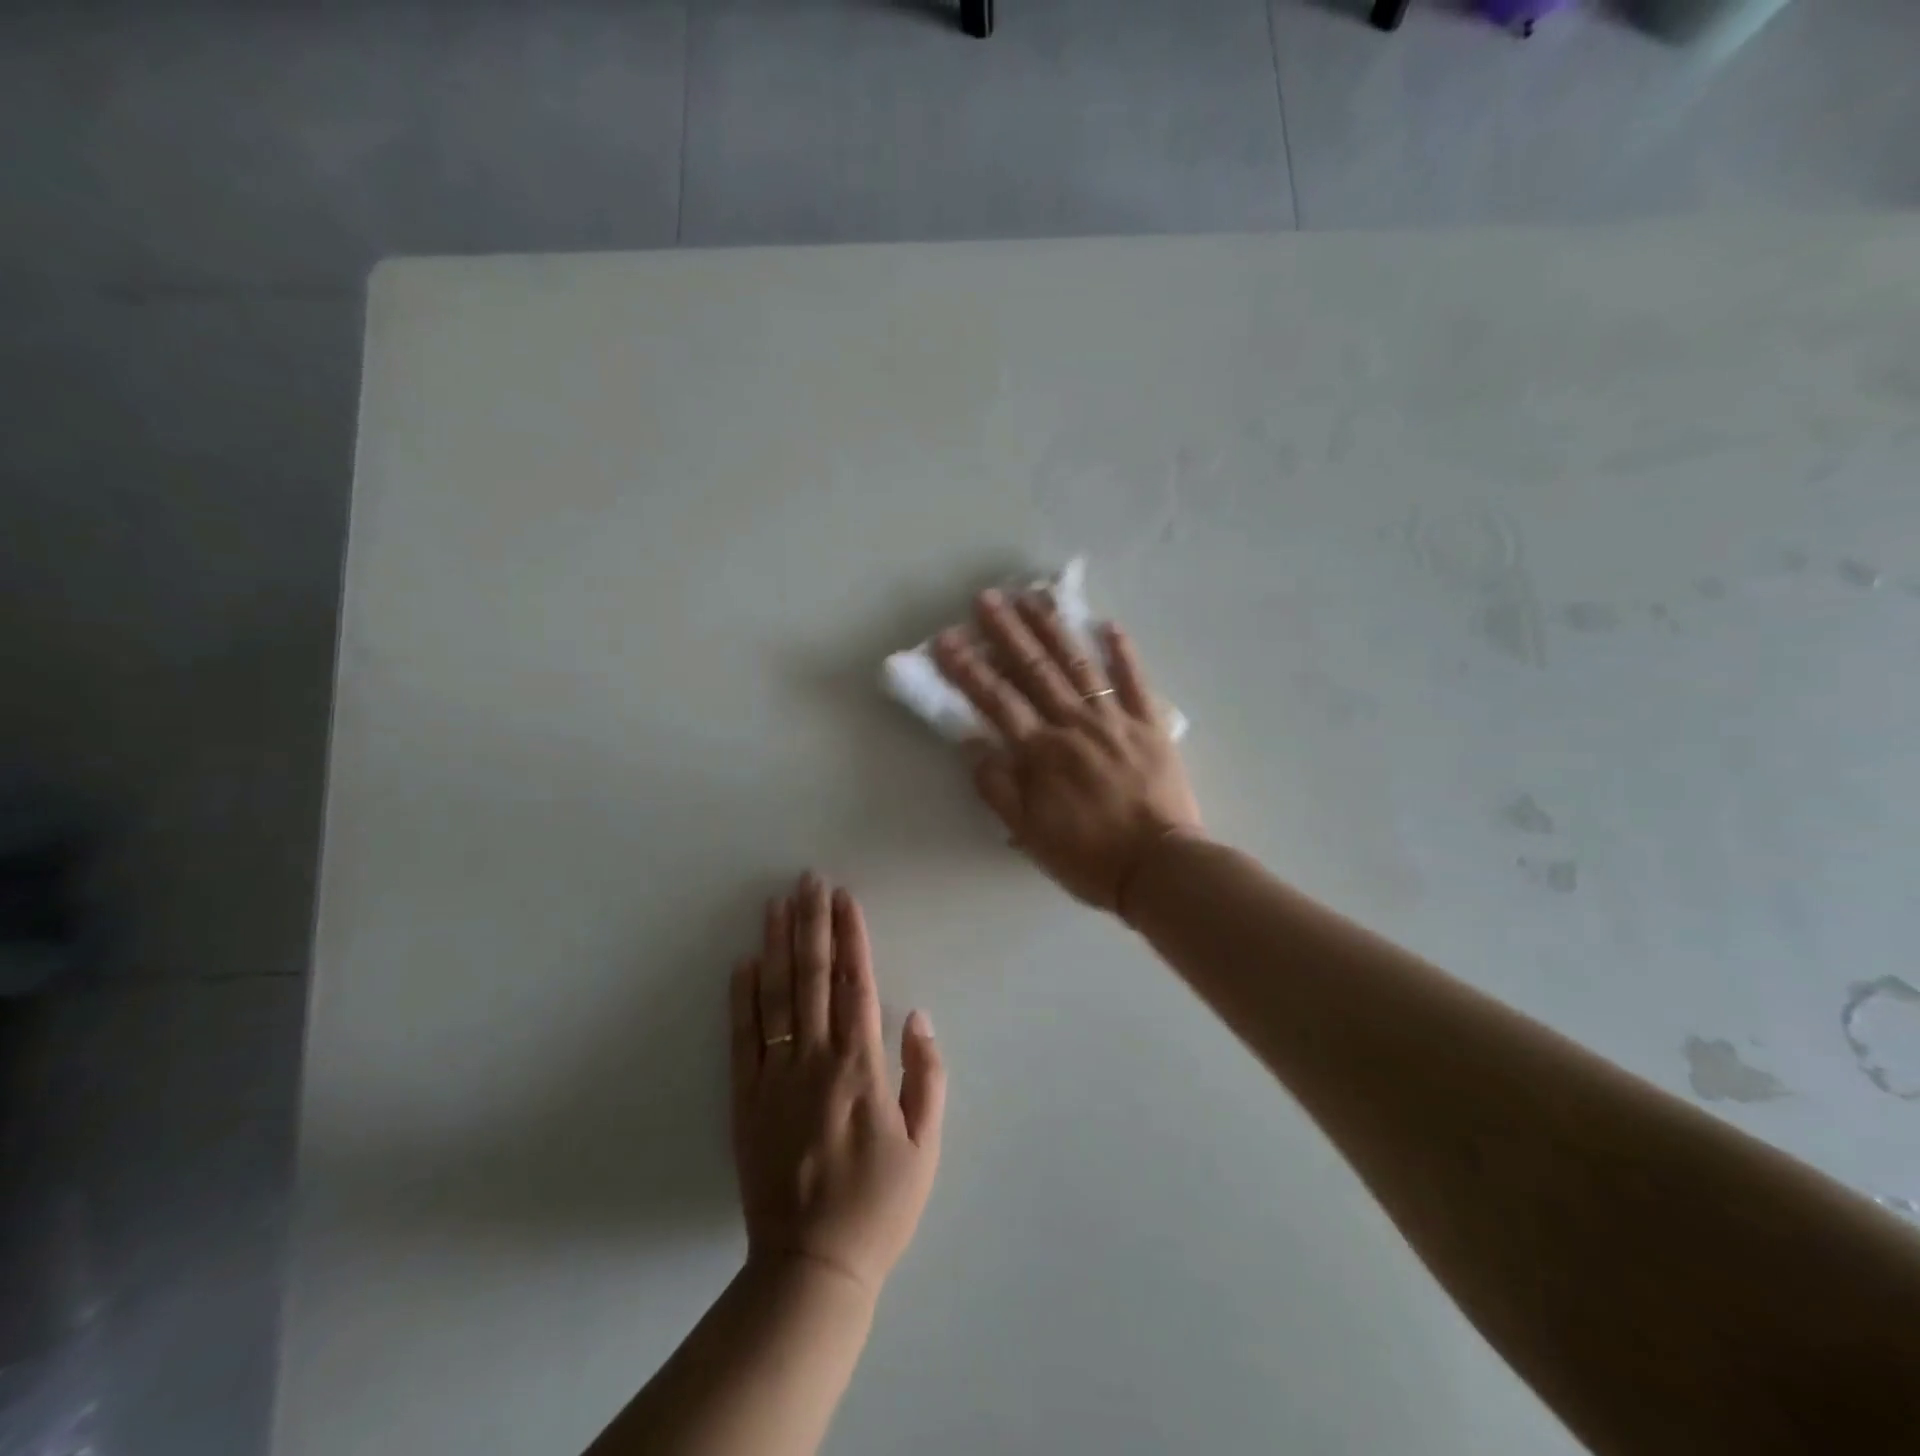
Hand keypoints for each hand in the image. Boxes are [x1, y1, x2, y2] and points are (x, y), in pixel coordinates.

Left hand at [730, 874, 945, 1298]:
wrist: (812, 1267)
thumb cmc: (879, 1205)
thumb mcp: (926, 1146)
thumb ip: (926, 1077)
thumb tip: (917, 1016)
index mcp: (861, 1067)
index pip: (856, 984)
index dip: (851, 937)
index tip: (844, 897)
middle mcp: (816, 1060)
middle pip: (814, 978)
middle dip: (813, 924)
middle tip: (808, 880)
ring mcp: (775, 1078)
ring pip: (776, 997)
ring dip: (777, 946)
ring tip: (776, 904)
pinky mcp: (745, 1100)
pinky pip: (742, 1039)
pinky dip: (742, 997)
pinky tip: (743, 963)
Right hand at [933, 588, 1202, 914]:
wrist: (1159, 869)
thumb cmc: (1088, 857)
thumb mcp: (1029, 833)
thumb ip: (998, 788)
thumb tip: (973, 745)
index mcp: (1041, 752)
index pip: (996, 701)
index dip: (968, 669)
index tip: (946, 639)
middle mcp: (1074, 725)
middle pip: (1035, 670)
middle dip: (1007, 632)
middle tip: (987, 598)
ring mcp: (1115, 720)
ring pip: (1079, 665)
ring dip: (1054, 630)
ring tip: (1034, 597)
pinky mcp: (1151, 726)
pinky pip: (1136, 682)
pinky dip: (1124, 652)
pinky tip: (1109, 625)